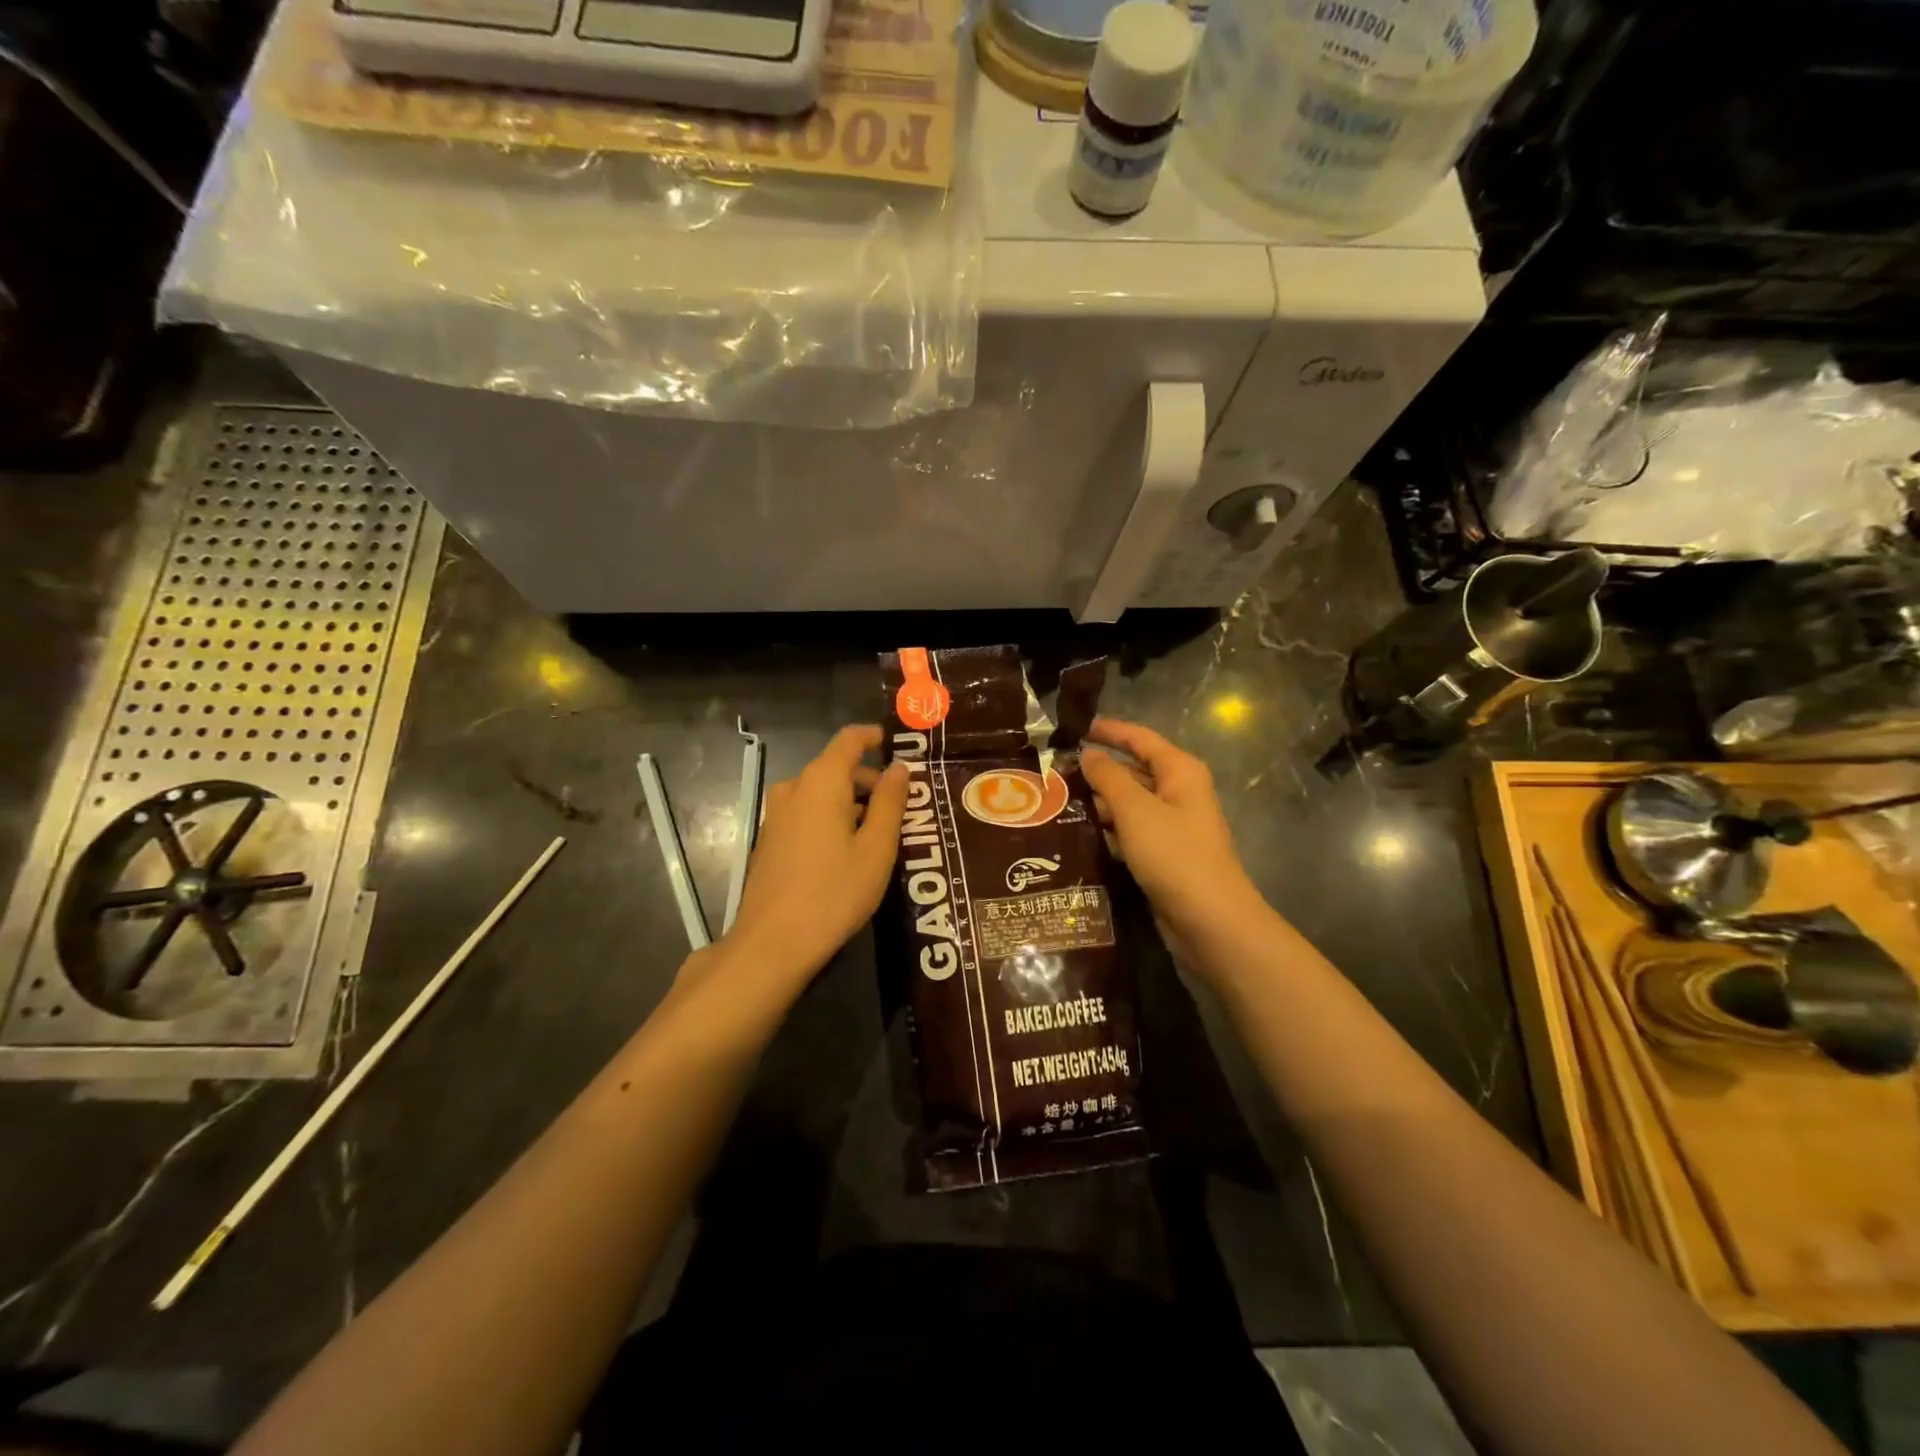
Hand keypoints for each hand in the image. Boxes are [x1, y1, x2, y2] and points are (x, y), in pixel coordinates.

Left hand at [719, 725, 908, 987]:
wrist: (772, 943)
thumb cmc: (834, 891)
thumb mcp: (876, 848)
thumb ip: (890, 802)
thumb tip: (899, 768)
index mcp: (821, 782)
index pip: (849, 739)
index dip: (874, 737)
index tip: (900, 746)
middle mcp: (794, 789)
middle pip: (837, 768)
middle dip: (871, 780)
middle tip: (905, 806)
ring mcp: (777, 815)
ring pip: (822, 793)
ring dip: (853, 803)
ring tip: (883, 833)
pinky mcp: (770, 840)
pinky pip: (807, 813)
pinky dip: (832, 818)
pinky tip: (850, 852)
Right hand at [1079, 718, 1267, 961]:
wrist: (1210, 920)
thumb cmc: (1174, 855)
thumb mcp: (1136, 810)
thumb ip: (1108, 777)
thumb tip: (1088, 754)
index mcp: (1180, 772)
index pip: (1140, 739)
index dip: (1108, 731)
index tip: (1073, 728)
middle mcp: (1179, 793)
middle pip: (1133, 770)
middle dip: (1097, 770)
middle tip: (1052, 772)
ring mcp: (1172, 826)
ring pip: (1129, 803)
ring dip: (1098, 802)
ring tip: (1055, 802)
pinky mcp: (1163, 855)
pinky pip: (1130, 832)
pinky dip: (1107, 829)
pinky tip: (1077, 834)